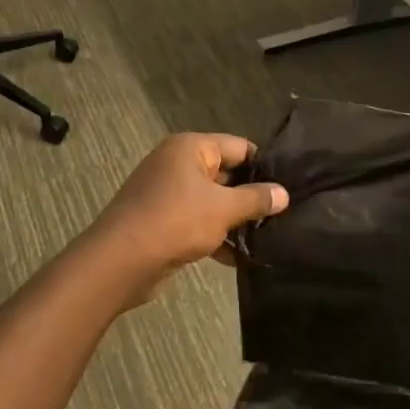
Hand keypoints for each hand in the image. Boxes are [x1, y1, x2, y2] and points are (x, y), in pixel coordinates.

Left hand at [89, 134, 288, 297]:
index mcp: (190, 148)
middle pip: (225, 174)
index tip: (289, 186)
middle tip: (283, 215)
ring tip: (268, 238)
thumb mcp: (223, 208)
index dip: (264, 165)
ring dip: (235, 220)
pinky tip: (239, 258)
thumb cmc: (175, 222)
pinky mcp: (162, 220)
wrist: (120, 261)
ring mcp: (167, 192)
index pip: (239, 147)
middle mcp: (177, 164)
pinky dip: (216, 236)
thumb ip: (256, 199)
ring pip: (212, 201)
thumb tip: (284, 193)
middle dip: (251, 195)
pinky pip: (197, 222)